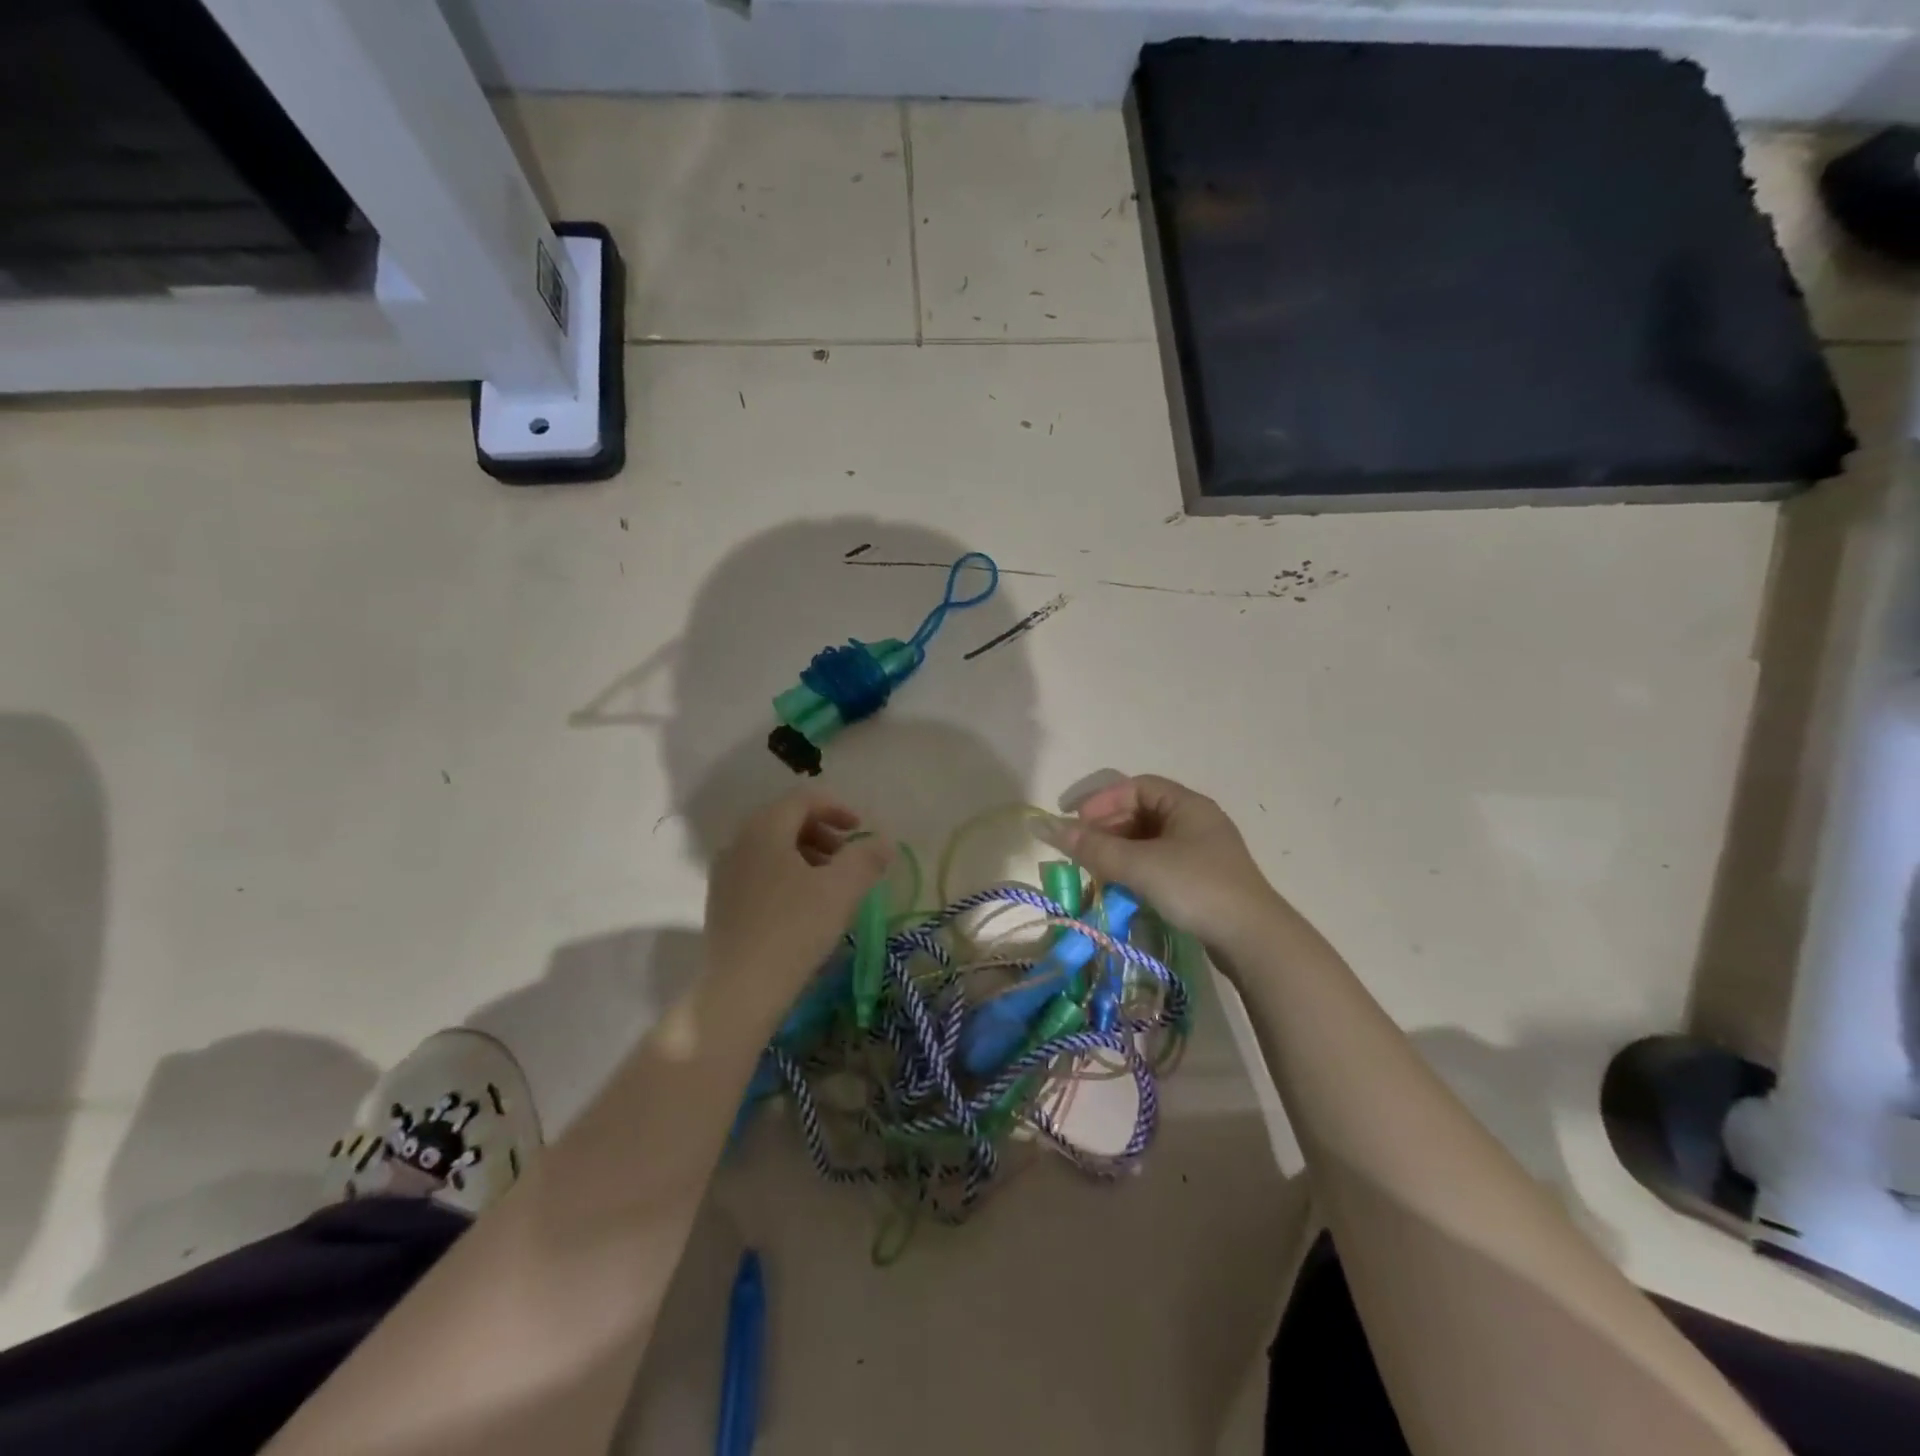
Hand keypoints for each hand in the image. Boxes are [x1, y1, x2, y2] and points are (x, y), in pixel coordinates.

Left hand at [704, 791, 891, 999]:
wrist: (740, 990)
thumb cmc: (794, 929)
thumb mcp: (841, 889)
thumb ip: (866, 858)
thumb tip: (883, 841)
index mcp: (764, 829)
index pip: (803, 799)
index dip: (837, 808)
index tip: (861, 830)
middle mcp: (738, 842)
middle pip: (786, 821)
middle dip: (823, 833)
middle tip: (848, 858)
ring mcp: (725, 874)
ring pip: (772, 849)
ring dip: (806, 856)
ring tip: (831, 885)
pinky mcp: (721, 903)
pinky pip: (759, 872)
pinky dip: (787, 876)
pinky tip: (804, 908)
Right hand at [1038, 774, 1279, 949]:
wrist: (1253, 940)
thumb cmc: (1196, 888)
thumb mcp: (1139, 865)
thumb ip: (1092, 847)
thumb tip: (1045, 828)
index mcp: (1187, 804)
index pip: (1136, 786)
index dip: (1102, 800)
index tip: (1076, 822)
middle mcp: (1196, 821)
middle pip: (1141, 811)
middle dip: (1107, 826)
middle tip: (1081, 848)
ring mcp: (1202, 852)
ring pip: (1149, 840)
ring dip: (1118, 850)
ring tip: (1095, 869)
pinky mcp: (1202, 880)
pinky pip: (1159, 862)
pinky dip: (1135, 868)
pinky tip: (1121, 887)